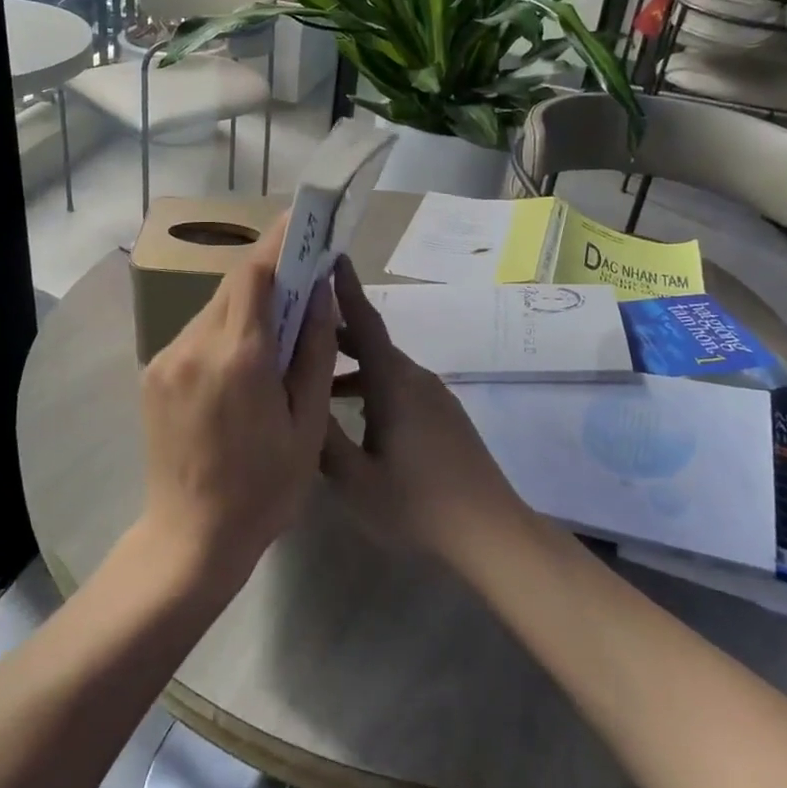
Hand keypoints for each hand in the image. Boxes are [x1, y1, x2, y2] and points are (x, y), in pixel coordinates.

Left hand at [139, 214, 337, 595]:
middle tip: (301, 268)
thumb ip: (315, 351)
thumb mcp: (308, 424)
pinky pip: (196, 333)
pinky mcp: (153, 374)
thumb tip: (320, 292)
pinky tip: (244, 353)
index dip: (280, 241)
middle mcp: (195, 346)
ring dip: (246, 302)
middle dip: (269, 269)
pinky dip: (225, 327)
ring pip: (213, 308)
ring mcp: (167, 359)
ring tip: (278, 318)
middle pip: (234, 285)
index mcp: (240, 358)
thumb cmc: (265, 489)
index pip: (257, 274)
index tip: (304, 217)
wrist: (191, 538)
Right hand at [321, 259, 530, 571]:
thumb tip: (298, 402)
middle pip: (372, 343)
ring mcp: (434, 396)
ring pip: (385, 368)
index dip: (346, 289)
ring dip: (351, 366)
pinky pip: (399, 386)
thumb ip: (322, 437)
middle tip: (297, 327)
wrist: (489, 530)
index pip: (365, 323)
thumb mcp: (354, 478)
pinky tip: (354, 414)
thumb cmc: (416, 503)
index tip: (331, 256)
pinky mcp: (443, 415)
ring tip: (316, 378)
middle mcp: (415, 378)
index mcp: (393, 383)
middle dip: (336, 332)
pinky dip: (371, 385)